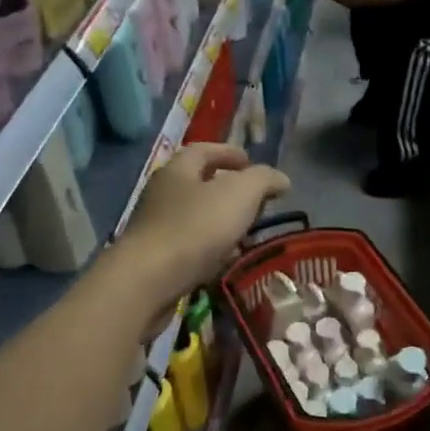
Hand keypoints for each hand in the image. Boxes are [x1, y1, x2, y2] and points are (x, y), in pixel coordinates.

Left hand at [114, 143, 289, 315]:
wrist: (148, 281)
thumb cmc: (196, 227)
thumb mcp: (240, 193)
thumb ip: (263, 180)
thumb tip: (280, 178)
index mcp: (178, 169)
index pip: (204, 150)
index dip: (229, 153)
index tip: (251, 163)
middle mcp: (162, 193)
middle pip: (198, 183)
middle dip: (228, 189)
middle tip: (256, 201)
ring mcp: (155, 227)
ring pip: (195, 217)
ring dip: (220, 221)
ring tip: (246, 233)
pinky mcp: (155, 258)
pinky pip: (189, 246)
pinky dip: (210, 248)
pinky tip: (226, 260)